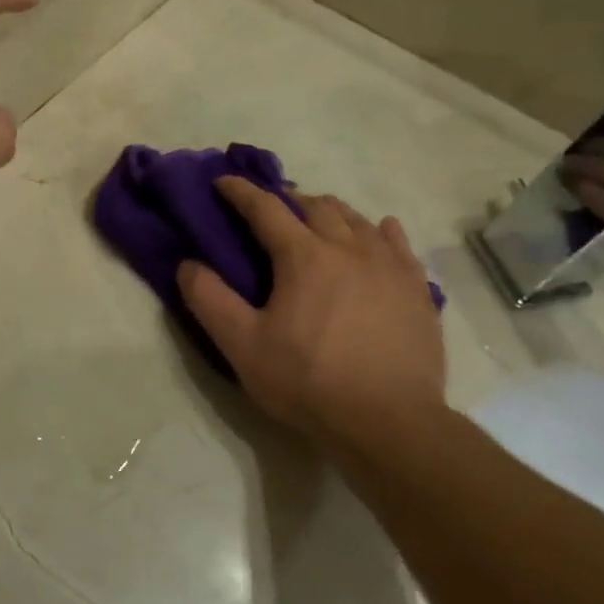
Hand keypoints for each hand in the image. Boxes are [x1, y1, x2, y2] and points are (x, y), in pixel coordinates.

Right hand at [177, 178, 445, 442]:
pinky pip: (398, 243)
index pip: (266, 208)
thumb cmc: (308, 382)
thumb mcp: (242, 346)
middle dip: (287, 199)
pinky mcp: (416, 289)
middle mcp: (349, 248)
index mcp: (304, 256)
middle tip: (270, 209)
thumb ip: (209, 300)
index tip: (223, 181)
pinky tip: (378, 232)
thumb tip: (188, 264)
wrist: (389, 423)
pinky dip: (379, 230)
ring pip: (357, 220)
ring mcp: (388, 266)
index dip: (241, 191)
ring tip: (316, 221)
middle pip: (315, 206)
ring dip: (329, 212)